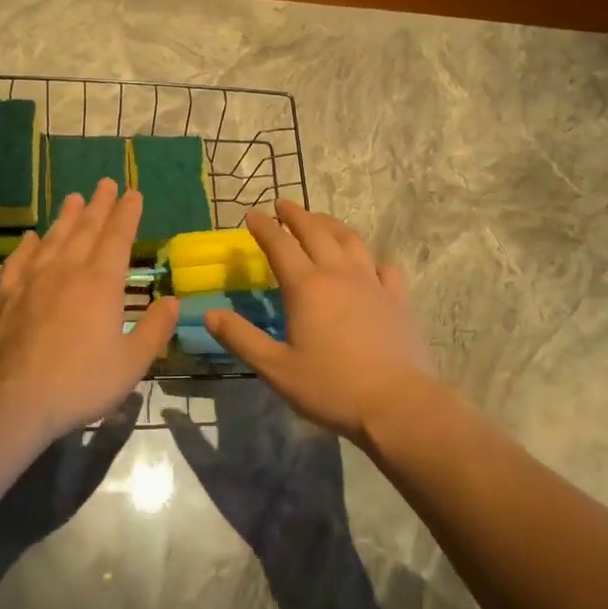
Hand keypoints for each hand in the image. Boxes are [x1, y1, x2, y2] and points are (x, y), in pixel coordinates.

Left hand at [0, 178, 178, 439]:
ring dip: (66, 216)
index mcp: (102, 282)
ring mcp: (33, 280)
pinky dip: (27, 245)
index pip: (118, 237)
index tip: (133, 193)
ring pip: (54, 238)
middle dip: (99, 205)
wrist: (10, 400)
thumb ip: (155, 330)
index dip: (127, 213)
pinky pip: (19, 260)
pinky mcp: (6, 295)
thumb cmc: (78, 383)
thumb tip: (173, 301)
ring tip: (73, 197)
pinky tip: (30, 237)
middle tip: (105, 183)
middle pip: (86, 228)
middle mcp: (68, 270)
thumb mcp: (131, 363)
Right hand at [204, 201, 439, 443]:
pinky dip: (372, 258)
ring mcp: (372, 283)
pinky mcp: (398, 299)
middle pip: (316, 232)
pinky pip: (385, 267)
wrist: (398, 404)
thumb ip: (241, 339)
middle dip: (296, 215)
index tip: (252, 214)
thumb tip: (209, 314)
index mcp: (306, 287)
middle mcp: (339, 274)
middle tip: (283, 204)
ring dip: (331, 225)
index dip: (264, 227)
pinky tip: (369, 262)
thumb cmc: (331, 387)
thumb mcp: (276, 369)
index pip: (279, 245)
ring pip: (351, 240)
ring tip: (320, 220)